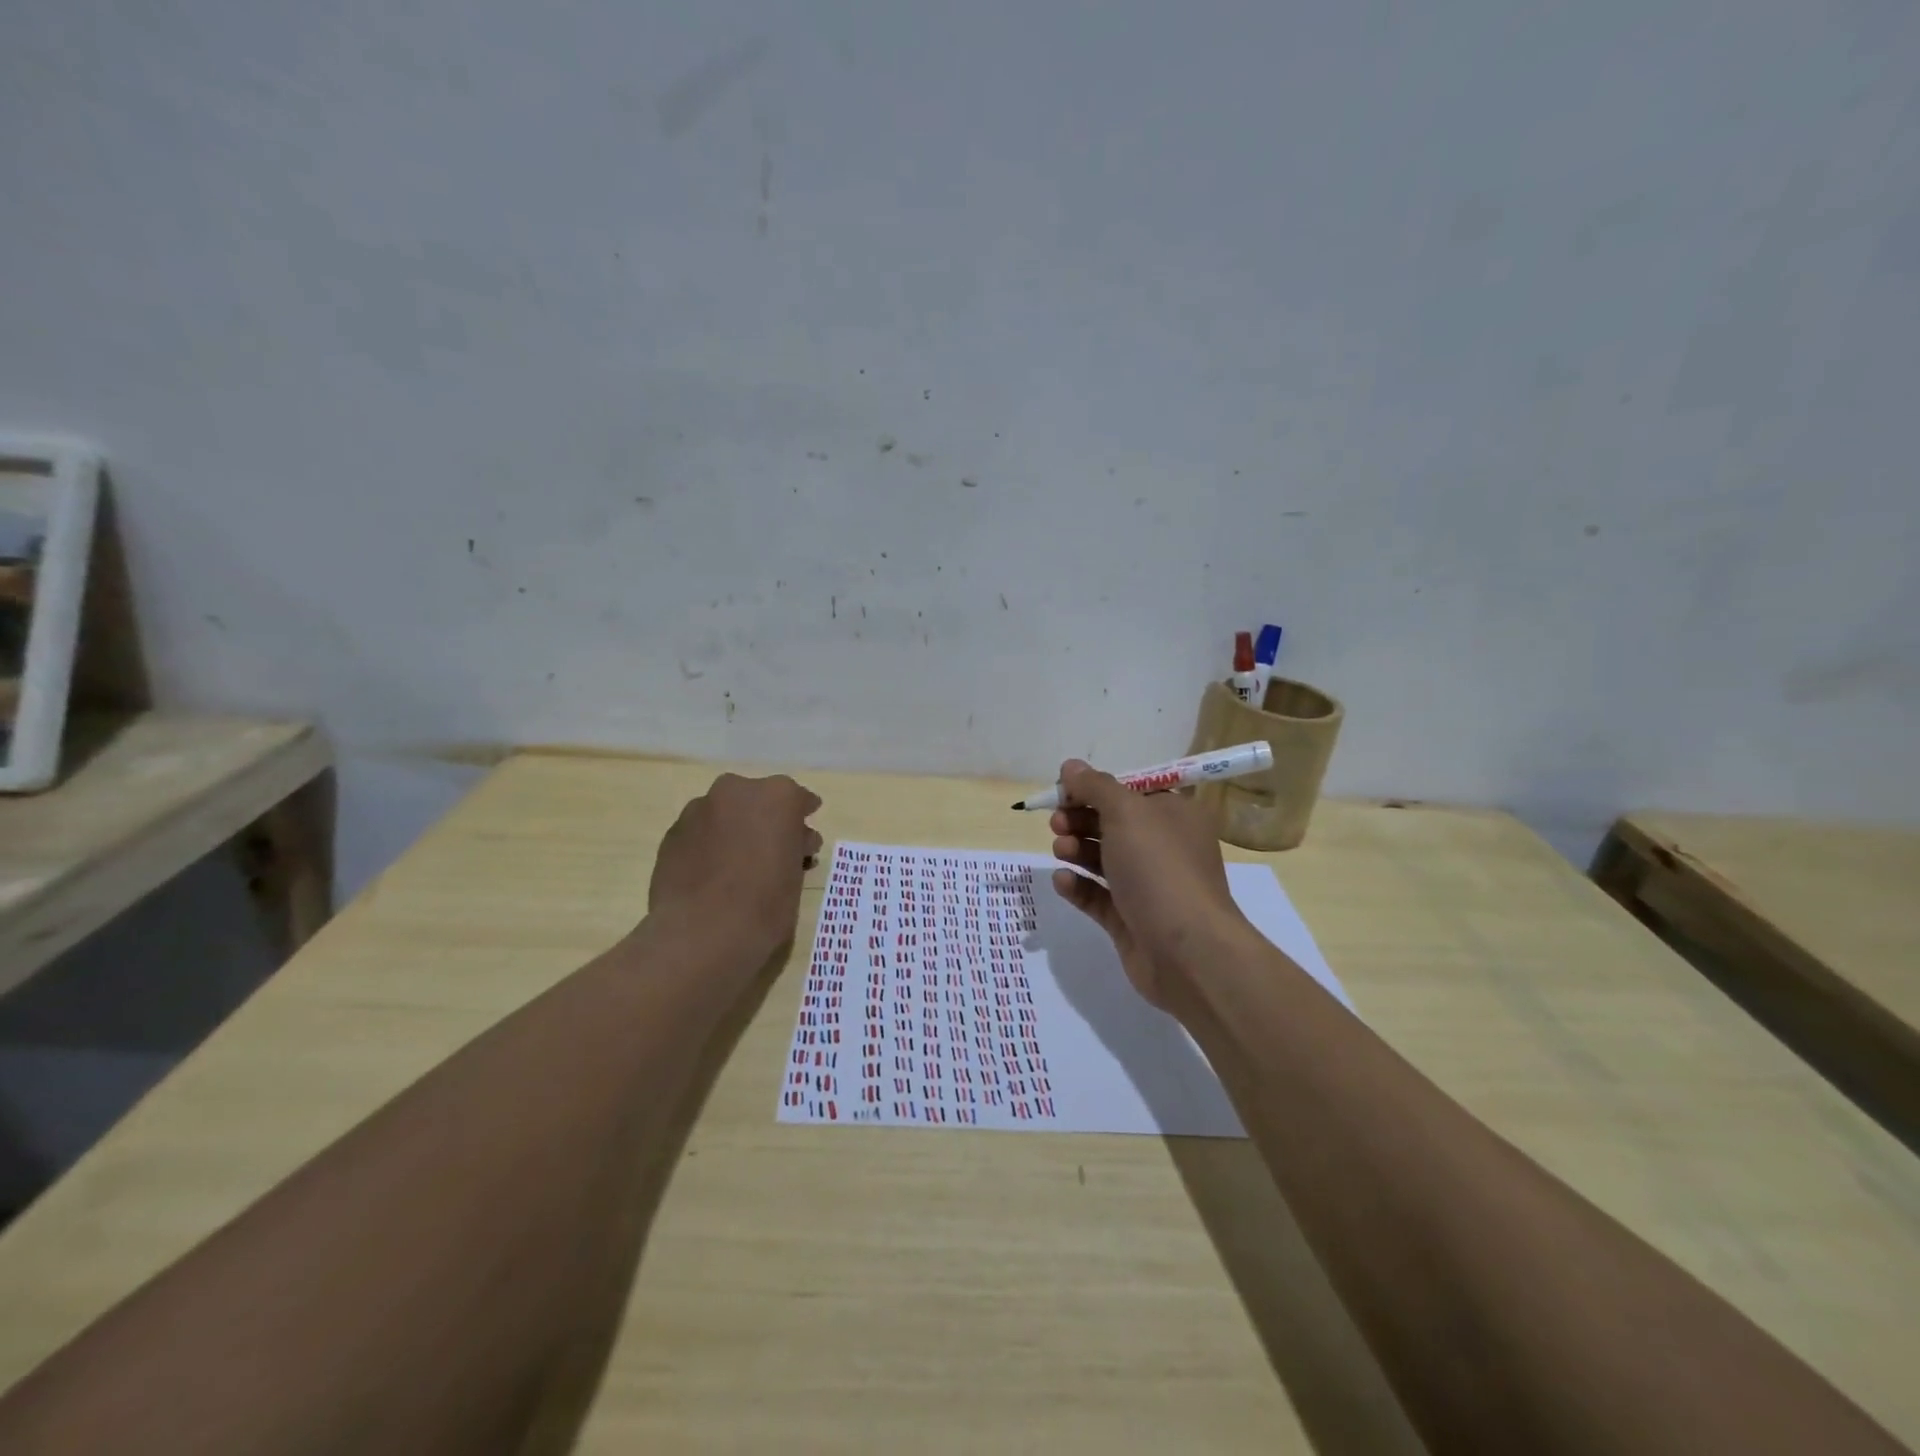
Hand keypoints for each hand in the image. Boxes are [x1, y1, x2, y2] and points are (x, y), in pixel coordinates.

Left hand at [649, 773, 822, 959]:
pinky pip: (700, 833)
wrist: (701, 934)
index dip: (802, 817)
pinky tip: (711, 875)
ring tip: (738, 866)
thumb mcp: (796, 876)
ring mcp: (699, 809)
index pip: (799, 800)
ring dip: (735, 831)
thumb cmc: (765, 905)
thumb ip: (794, 849)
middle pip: (758, 800)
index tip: (805, 836)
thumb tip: (791, 843)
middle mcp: (737, 792)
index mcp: (778, 797)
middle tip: (772, 852)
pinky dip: (709, 846)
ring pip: (726, 814)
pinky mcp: (672, 833)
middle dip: (766, 821)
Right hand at [1049, 759, 1247, 1007]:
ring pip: (1104, 859)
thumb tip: (1070, 766)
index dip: (1095, 788)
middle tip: (1057, 822)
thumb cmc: (1159, 868)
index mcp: (1174, 815)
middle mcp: (1164, 847)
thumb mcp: (1126, 812)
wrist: (1186, 950)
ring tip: (1060, 850)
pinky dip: (1079, 886)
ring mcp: (1148, 886)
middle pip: (1113, 824)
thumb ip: (1094, 786)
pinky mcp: (1130, 920)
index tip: (1063, 791)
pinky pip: (1098, 896)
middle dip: (1080, 819)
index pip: (1130, 792)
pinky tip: (1062, 881)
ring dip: (1077, 849)